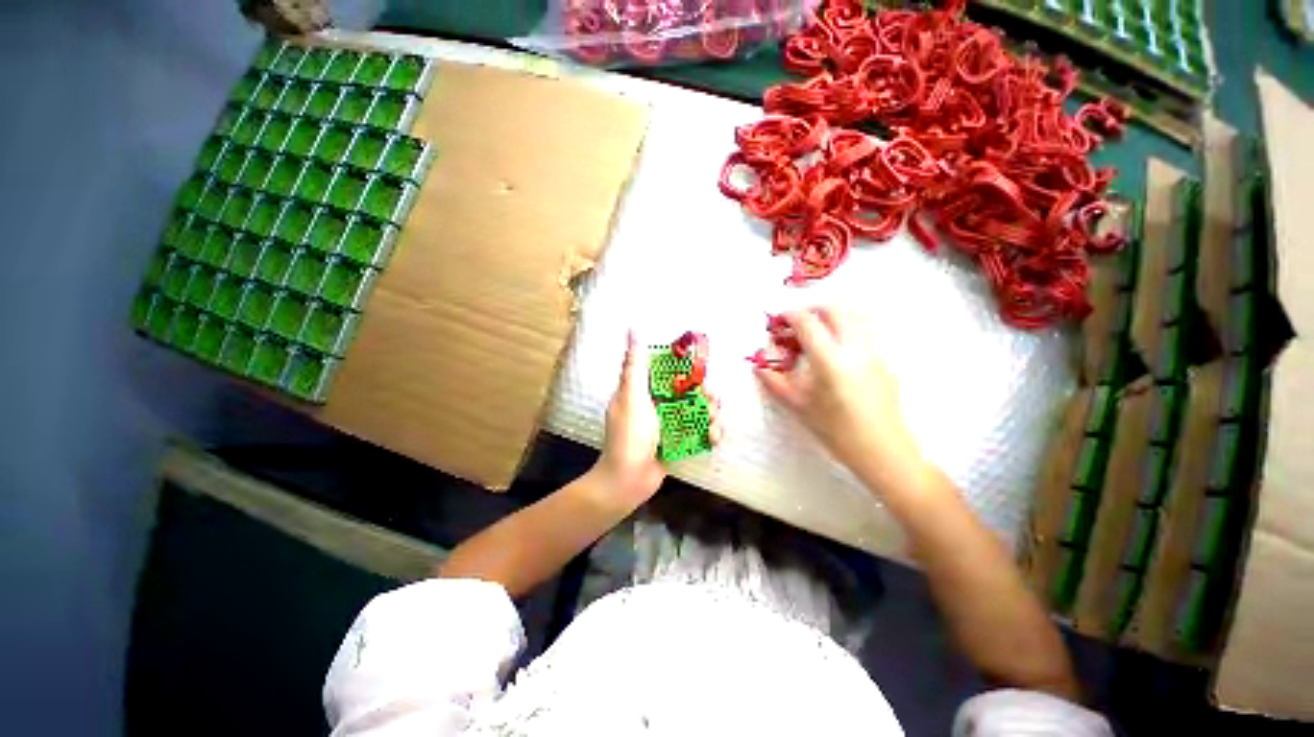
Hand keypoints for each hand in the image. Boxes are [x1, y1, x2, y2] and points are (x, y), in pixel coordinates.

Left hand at [595, 332, 722, 502]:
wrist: (627, 481)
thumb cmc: (628, 435)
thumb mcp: (632, 396)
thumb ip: (635, 365)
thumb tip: (633, 329)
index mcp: (644, 391)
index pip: (670, 372)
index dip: (688, 369)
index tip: (702, 369)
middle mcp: (658, 405)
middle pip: (688, 392)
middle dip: (704, 394)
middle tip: (713, 399)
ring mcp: (669, 425)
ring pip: (697, 411)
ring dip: (710, 414)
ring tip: (714, 421)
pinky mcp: (678, 442)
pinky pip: (698, 432)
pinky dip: (708, 433)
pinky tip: (713, 437)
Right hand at [755, 307, 925, 494]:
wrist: (882, 449)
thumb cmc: (836, 431)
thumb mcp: (799, 407)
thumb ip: (776, 383)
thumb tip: (758, 367)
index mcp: (829, 360)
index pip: (807, 322)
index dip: (790, 315)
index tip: (778, 319)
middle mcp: (854, 348)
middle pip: (835, 309)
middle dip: (812, 308)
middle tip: (797, 322)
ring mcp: (874, 352)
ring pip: (856, 315)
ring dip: (834, 314)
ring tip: (819, 330)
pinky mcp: (885, 360)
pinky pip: (866, 331)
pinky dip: (849, 327)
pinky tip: (838, 349)